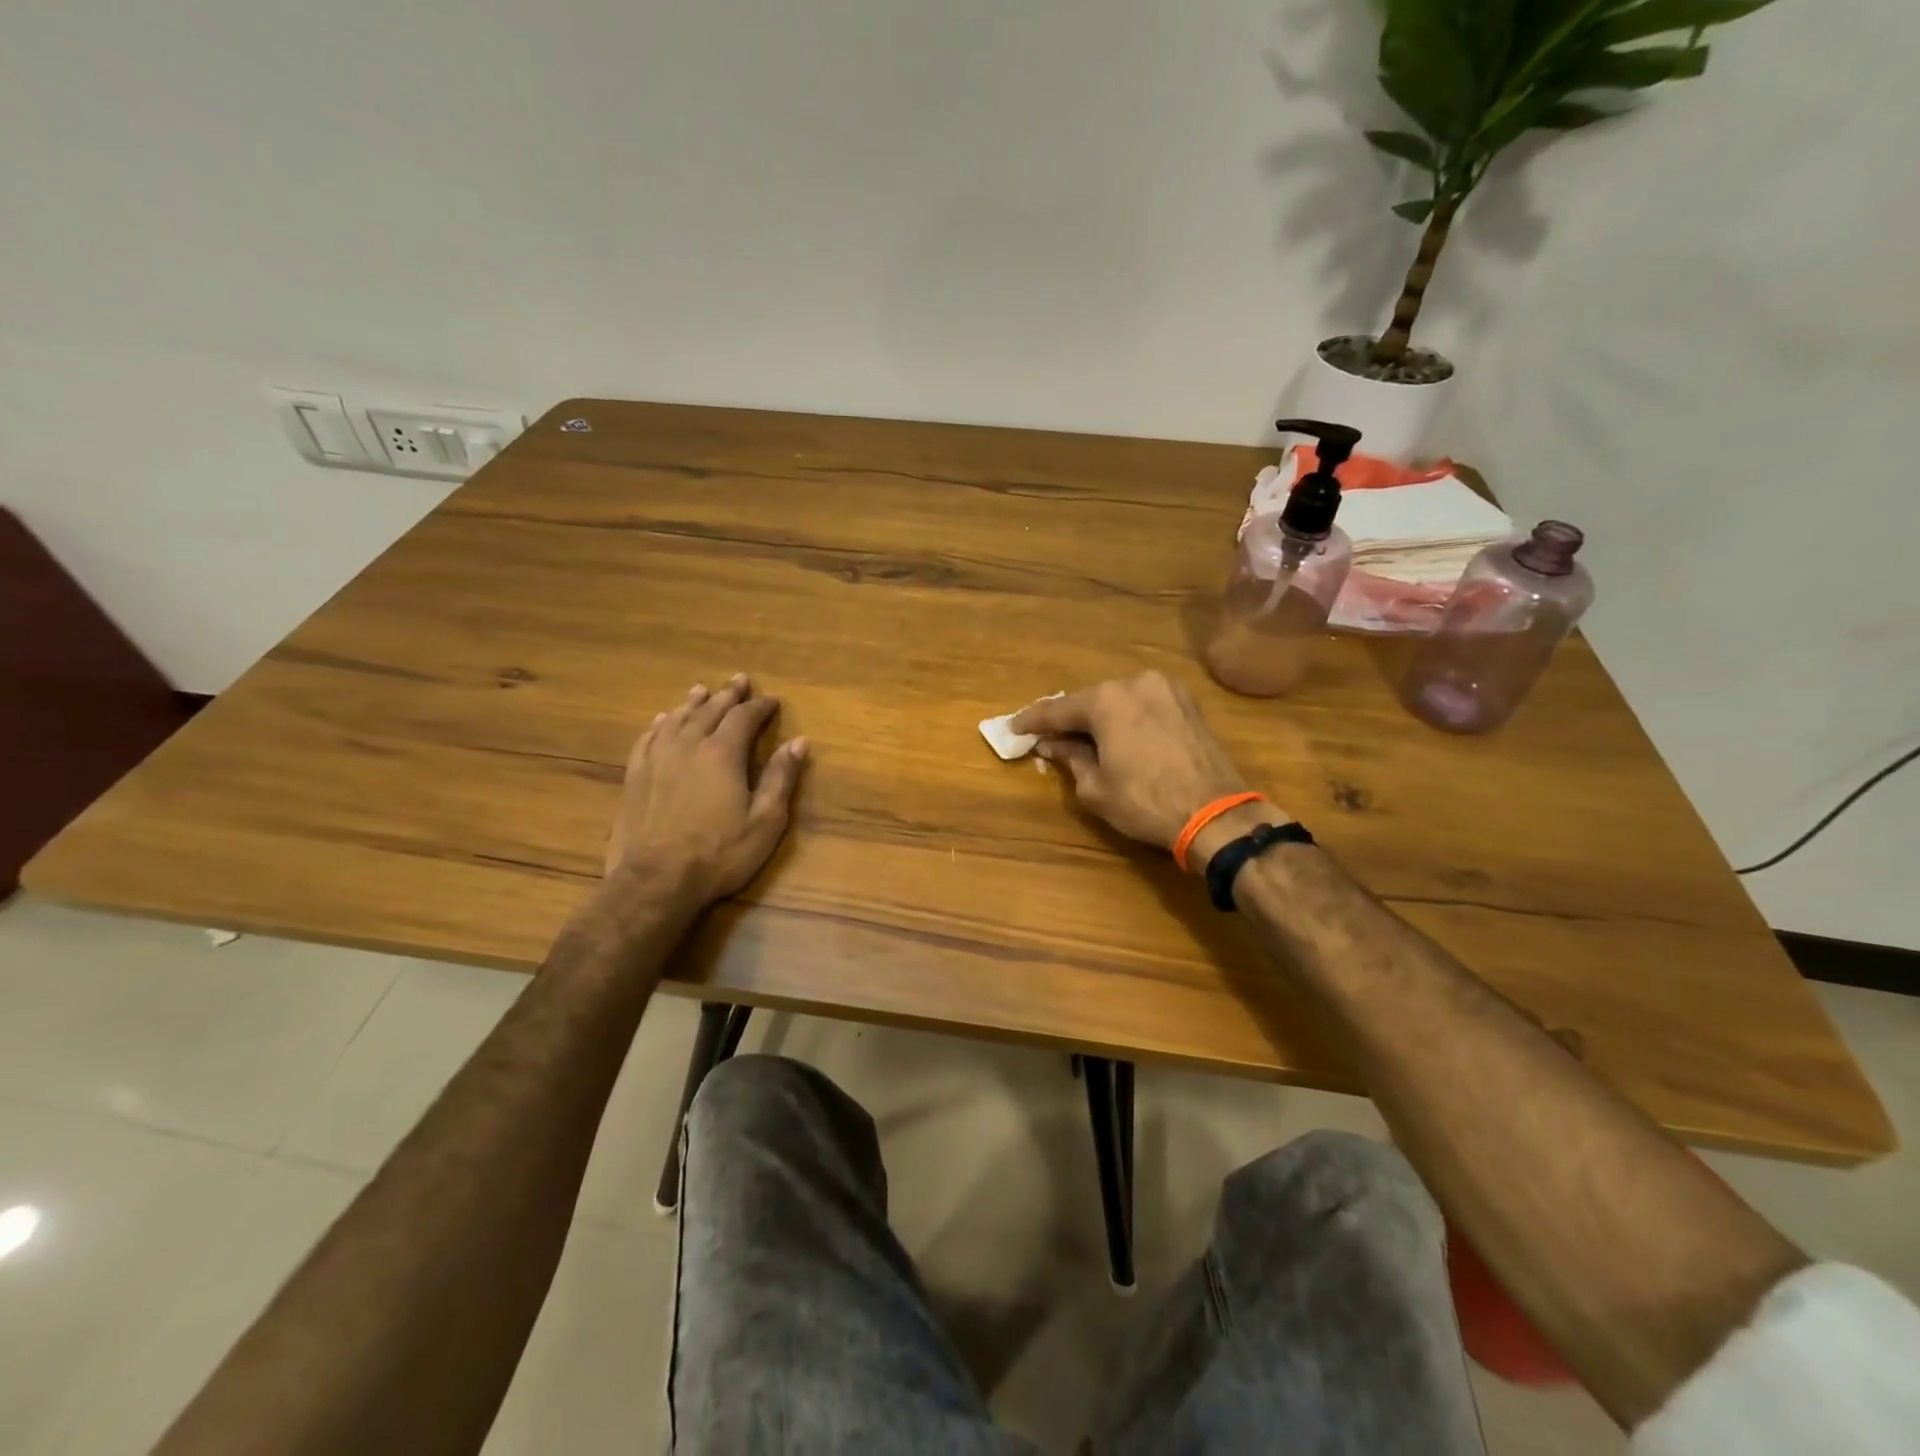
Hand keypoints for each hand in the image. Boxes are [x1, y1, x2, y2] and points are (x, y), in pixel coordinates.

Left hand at [604, 675, 807, 903]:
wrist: (655, 880)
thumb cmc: (719, 853)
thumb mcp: (765, 821)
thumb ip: (780, 778)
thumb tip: (798, 742)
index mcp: (722, 753)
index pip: (744, 717)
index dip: (759, 706)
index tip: (772, 700)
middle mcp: (688, 746)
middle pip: (710, 710)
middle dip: (728, 694)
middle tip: (739, 680)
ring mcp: (657, 759)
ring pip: (676, 719)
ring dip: (692, 703)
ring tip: (701, 690)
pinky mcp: (635, 776)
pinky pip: (647, 739)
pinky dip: (659, 725)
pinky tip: (661, 721)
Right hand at [1011, 671, 1265, 863]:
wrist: (1215, 814)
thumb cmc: (1145, 802)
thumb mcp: (1095, 788)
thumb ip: (1070, 759)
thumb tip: (1051, 746)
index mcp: (1106, 700)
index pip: (1058, 710)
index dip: (1033, 721)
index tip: (1014, 728)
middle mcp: (1135, 683)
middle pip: (1090, 700)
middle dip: (1069, 719)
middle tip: (1049, 736)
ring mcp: (1166, 688)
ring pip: (1119, 699)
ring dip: (1100, 717)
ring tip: (1084, 738)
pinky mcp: (1187, 702)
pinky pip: (1144, 704)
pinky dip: (1127, 717)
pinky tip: (1118, 734)